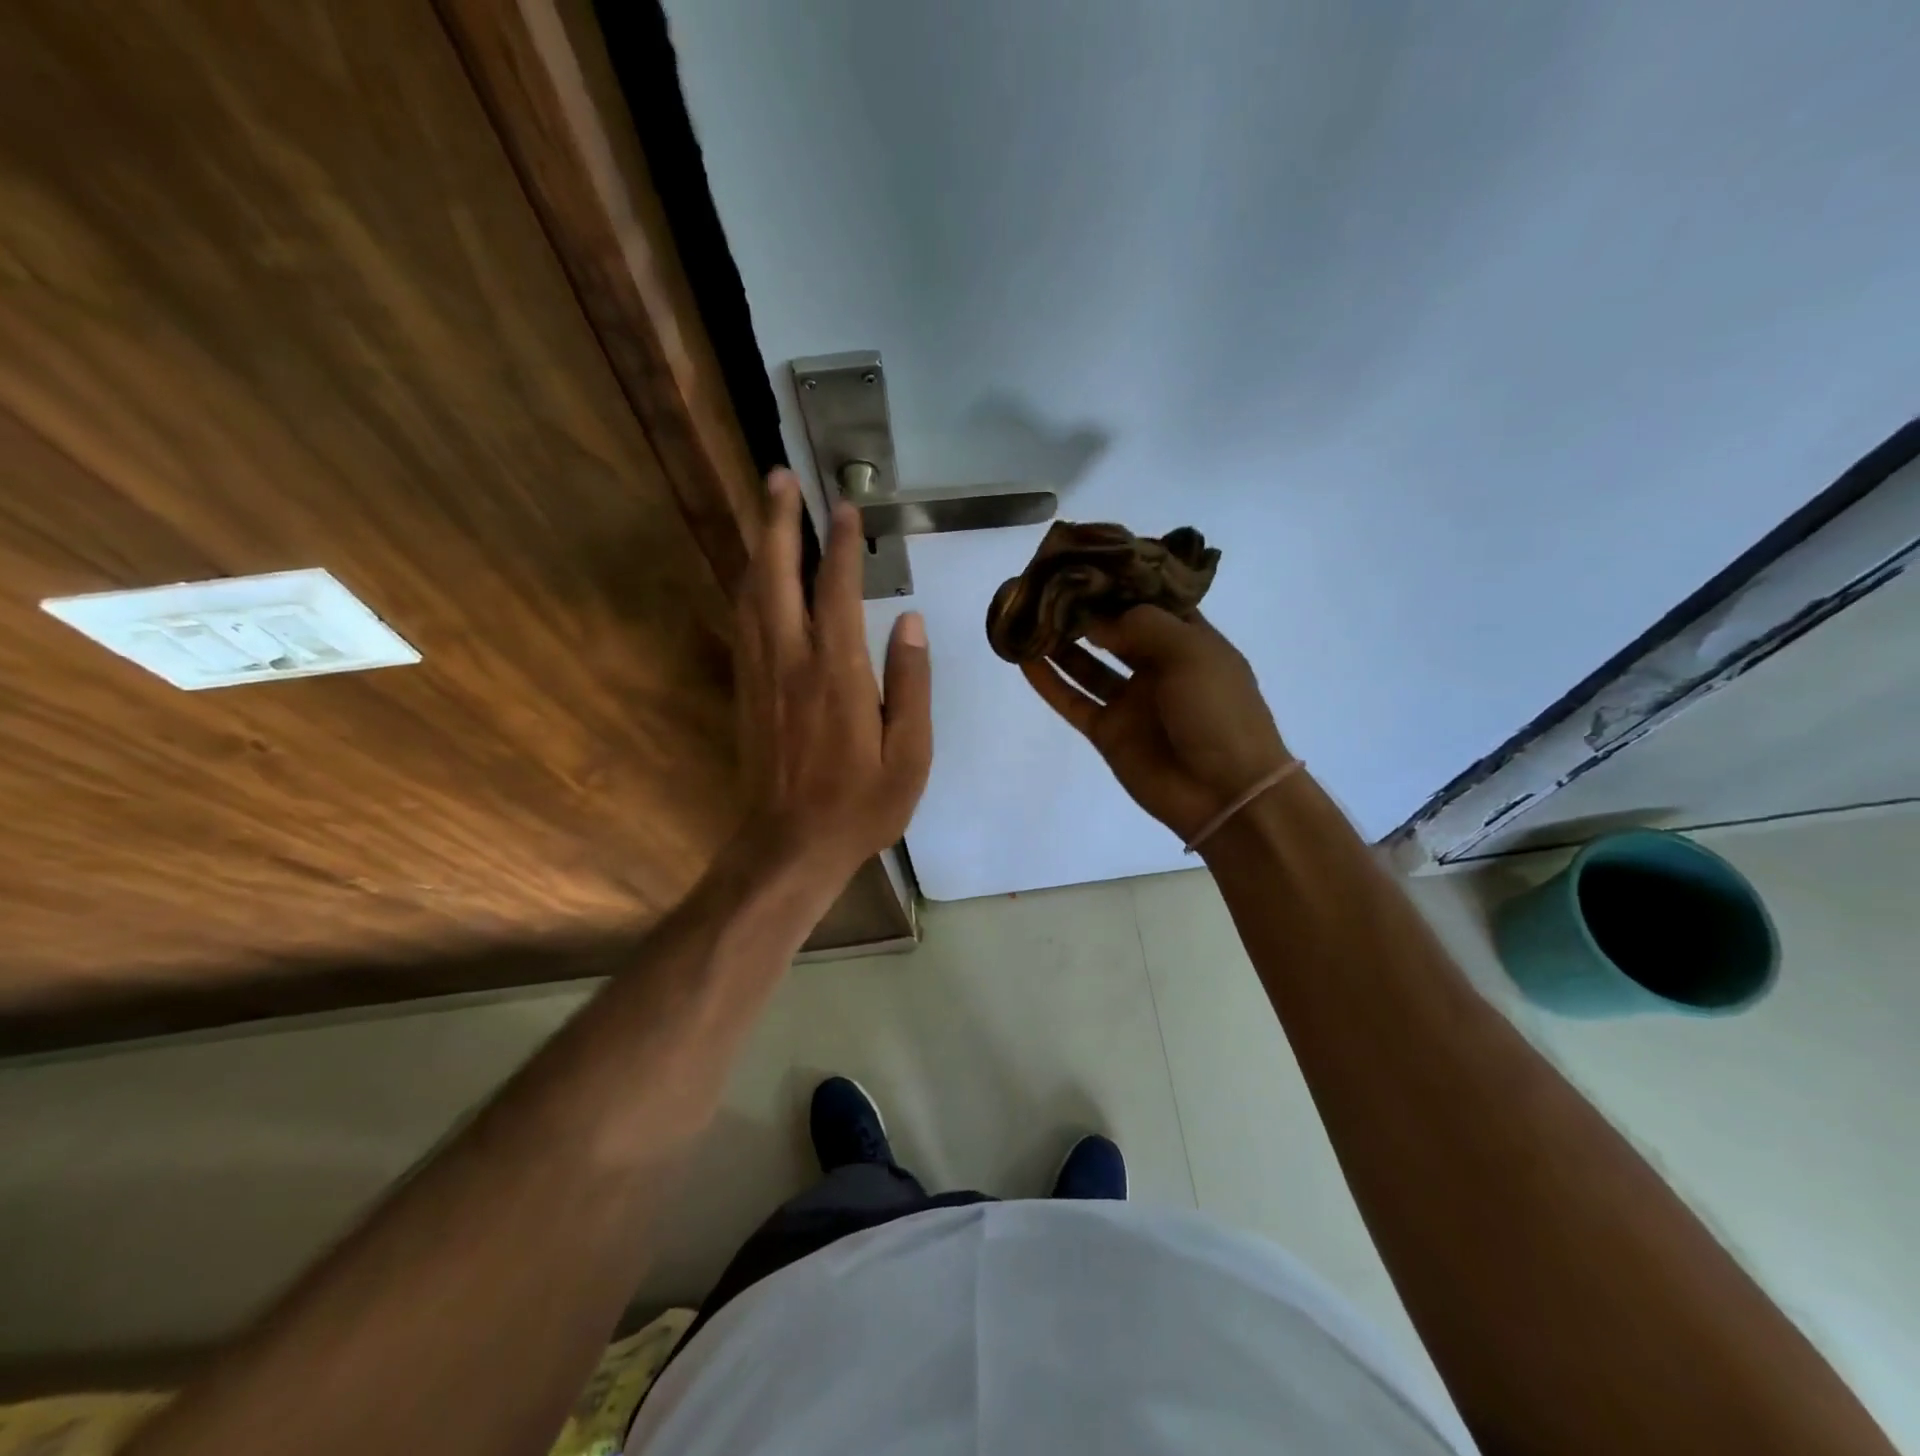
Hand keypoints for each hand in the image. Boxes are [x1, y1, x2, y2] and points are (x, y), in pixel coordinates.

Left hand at [730, 468, 931, 901]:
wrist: (789, 846)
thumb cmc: (860, 806)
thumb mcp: (910, 755)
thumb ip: (911, 685)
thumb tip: (911, 623)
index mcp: (837, 674)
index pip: (837, 591)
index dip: (841, 545)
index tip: (844, 505)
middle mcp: (791, 661)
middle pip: (777, 575)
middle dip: (778, 522)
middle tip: (780, 477)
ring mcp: (761, 674)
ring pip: (751, 594)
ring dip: (758, 545)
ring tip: (767, 509)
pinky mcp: (747, 691)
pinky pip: (744, 623)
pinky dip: (749, 586)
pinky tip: (755, 574)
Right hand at [1020, 607, 1287, 843]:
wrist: (1225, 792)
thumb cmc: (1219, 712)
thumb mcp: (1191, 652)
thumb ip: (1141, 625)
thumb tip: (1095, 619)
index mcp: (1189, 640)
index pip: (1150, 601)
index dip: (1120, 581)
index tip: (1084, 559)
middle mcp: (1158, 665)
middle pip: (1114, 630)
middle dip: (1083, 609)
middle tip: (1045, 585)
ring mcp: (1131, 701)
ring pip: (1087, 664)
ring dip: (1060, 642)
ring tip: (1028, 616)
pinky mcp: (1108, 732)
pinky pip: (1073, 701)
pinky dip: (1049, 682)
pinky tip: (1024, 659)